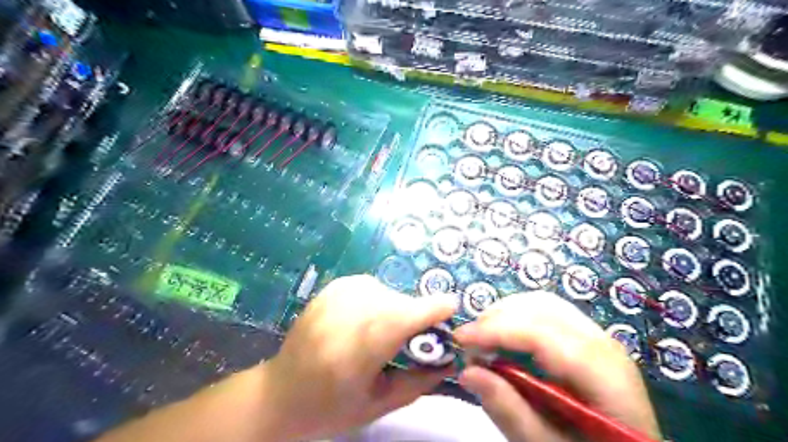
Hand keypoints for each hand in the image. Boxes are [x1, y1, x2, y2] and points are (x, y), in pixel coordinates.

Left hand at [261, 274, 456, 439]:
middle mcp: (345, 314)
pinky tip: (368, 319)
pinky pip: (372, 286)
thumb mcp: (379, 405)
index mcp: (356, 351)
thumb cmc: (330, 407)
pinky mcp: (332, 287)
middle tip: (414, 338)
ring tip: (385, 333)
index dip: (430, 309)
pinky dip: (380, 300)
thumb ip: (419, 381)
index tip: (451, 307)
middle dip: (415, 316)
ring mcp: (336, 296)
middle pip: (398, 303)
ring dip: (397, 309)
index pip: (401, 318)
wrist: (280, 392)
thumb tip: (451, 359)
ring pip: (387, 292)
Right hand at [452, 290, 658, 440]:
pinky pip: (548, 311)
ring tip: (483, 338)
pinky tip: (506, 335)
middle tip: (468, 343)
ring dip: (506, 313)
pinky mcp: (588, 336)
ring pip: (543, 303)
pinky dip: (519, 315)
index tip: (459, 339)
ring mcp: (598, 335)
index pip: (541, 334)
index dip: (496, 330)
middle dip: (496, 318)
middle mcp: (603, 343)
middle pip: (541, 308)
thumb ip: (509, 411)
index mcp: (602, 374)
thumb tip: (467, 372)